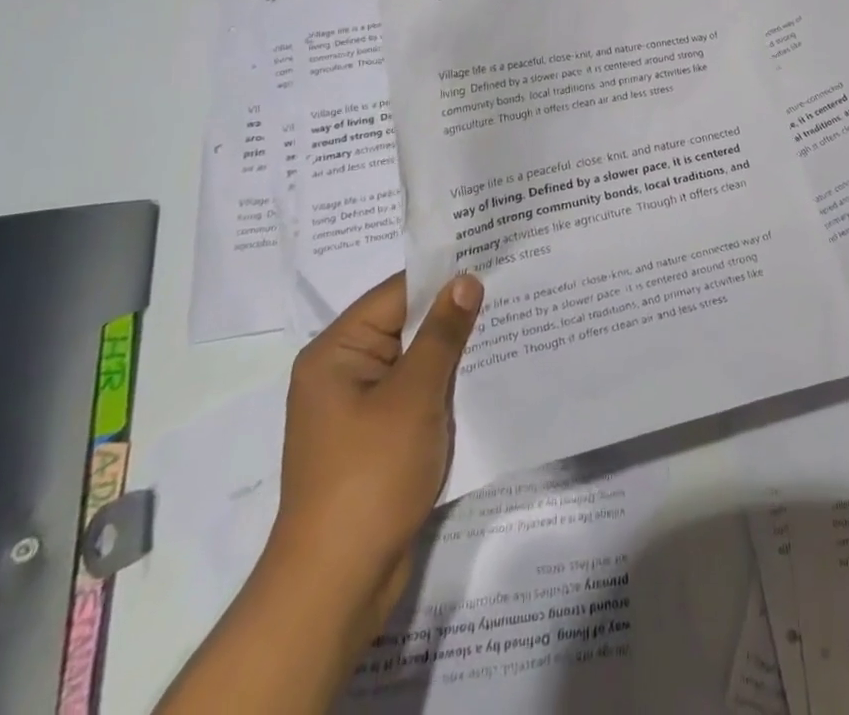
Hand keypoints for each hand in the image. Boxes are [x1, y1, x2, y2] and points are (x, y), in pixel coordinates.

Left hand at [263, 271, 484, 646]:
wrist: (338, 585)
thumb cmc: (370, 476)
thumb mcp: (413, 396)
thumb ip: (442, 334)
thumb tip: (466, 280)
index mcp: (336, 353)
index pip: (397, 294)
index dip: (445, 278)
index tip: (494, 263)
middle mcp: (343, 373)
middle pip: (406, 326)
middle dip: (455, 315)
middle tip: (512, 292)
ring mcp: (360, 408)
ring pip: (416, 362)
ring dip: (455, 352)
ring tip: (510, 328)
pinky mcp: (378, 438)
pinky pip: (417, 394)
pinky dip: (447, 385)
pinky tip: (488, 377)